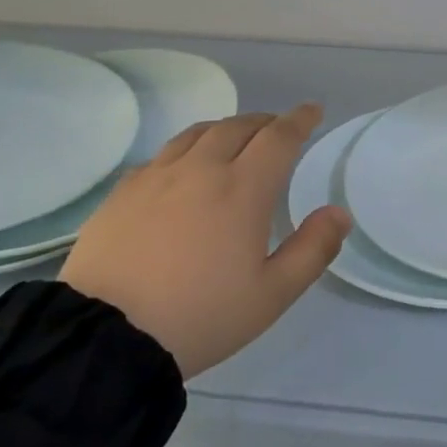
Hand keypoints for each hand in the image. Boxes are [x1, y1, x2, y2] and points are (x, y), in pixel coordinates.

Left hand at [60, 104, 350, 377]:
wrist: (108, 336)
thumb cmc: (202, 316)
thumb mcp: (272, 294)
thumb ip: (313, 249)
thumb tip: (339, 212)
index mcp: (242, 189)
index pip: (279, 138)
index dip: (299, 120)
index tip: (313, 111)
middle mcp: (201, 169)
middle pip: (238, 127)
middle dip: (265, 122)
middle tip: (278, 129)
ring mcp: (157, 176)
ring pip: (198, 133)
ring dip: (225, 129)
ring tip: (235, 139)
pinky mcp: (124, 191)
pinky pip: (163, 155)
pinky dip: (187, 149)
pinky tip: (184, 168)